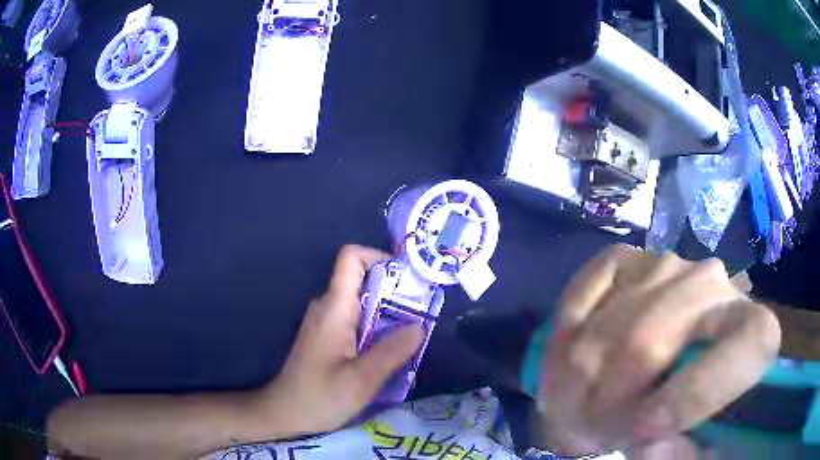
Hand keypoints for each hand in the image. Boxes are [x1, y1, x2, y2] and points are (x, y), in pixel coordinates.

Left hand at [256, 245, 424, 435]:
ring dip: (390, 313)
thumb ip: (392, 351)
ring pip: (362, 301)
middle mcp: (328, 307)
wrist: (284, 413)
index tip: (408, 280)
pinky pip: (357, 319)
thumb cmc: (319, 398)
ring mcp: (326, 321)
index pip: (351, 258)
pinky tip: (390, 351)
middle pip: (363, 279)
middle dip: (395, 291)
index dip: (380, 257)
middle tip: (422, 314)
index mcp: (334, 308)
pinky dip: (378, 327)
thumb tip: (421, 325)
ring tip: (413, 335)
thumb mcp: (361, 380)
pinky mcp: (327, 336)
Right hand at [539, 245, 780, 455]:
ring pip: (608, 328)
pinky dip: (563, 341)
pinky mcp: (625, 261)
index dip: (692, 395)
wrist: (678, 363)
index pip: (747, 343)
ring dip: (574, 384)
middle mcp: (716, 285)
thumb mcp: (697, 449)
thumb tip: (649, 446)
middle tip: (587, 436)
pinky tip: (566, 367)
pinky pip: (580, 297)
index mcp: (755, 333)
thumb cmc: (693, 413)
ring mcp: (666, 265)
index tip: (643, 436)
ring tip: (572, 413)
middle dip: (603, 404)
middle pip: (648, 342)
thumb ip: (683, 455)